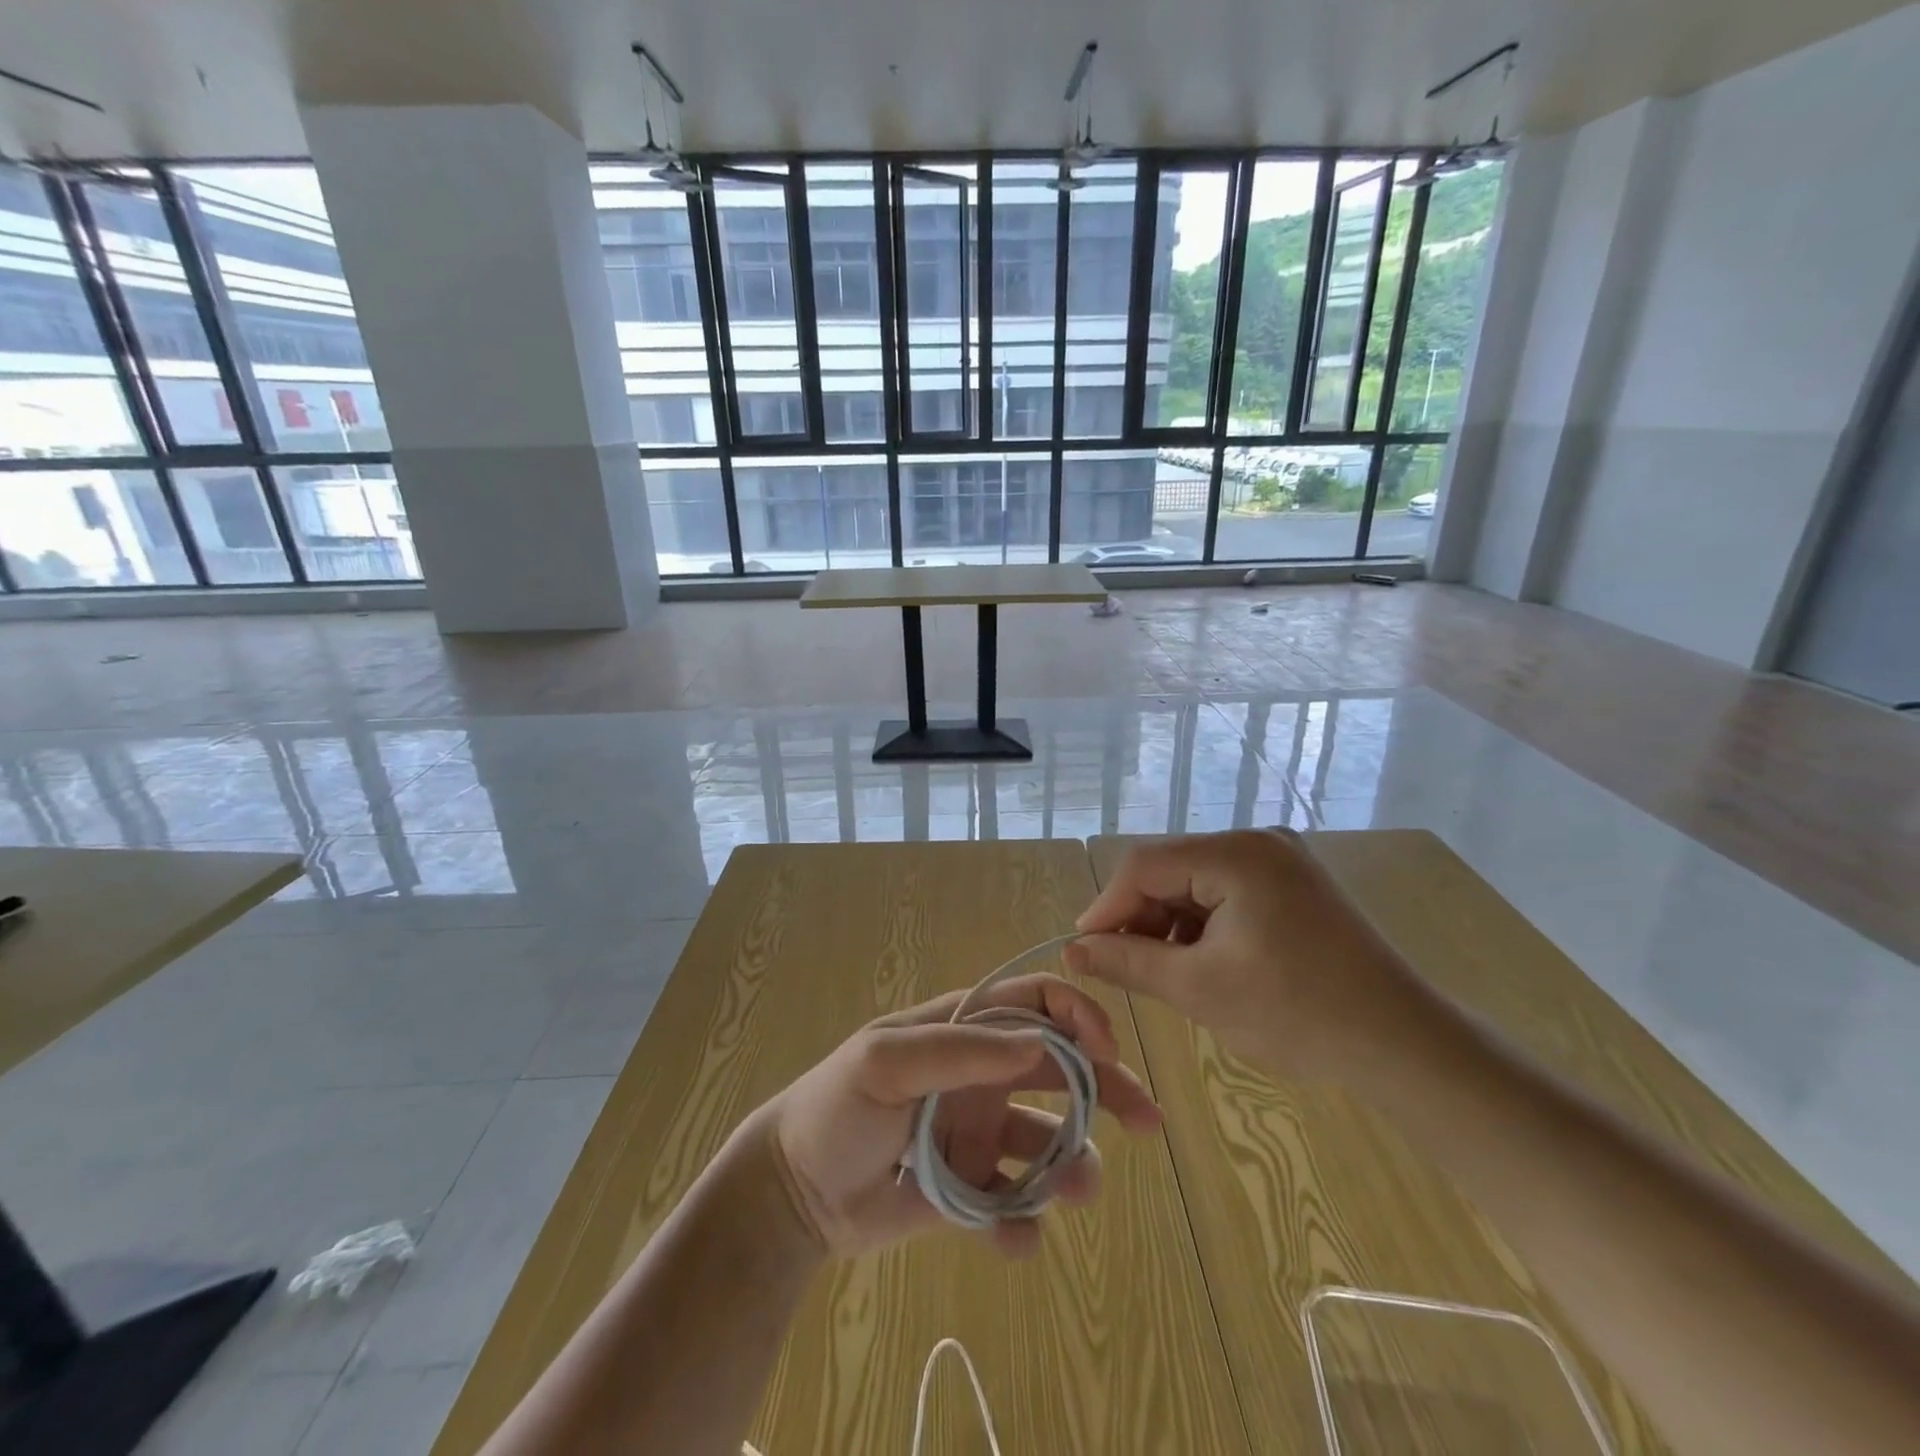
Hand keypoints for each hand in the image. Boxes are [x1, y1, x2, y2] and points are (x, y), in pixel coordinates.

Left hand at [760, 973, 1161, 1259]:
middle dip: (1107, 1087)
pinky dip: (1023, 1223)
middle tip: (1145, 1121)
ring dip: (1074, 1164)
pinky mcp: (972, 1187)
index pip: (1034, 1002)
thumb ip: (958, 1049)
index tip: (1107, 1049)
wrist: (796, 1192)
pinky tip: (1011, 1240)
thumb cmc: (837, 1107)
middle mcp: (980, 1073)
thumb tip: (1038, 1041)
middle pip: (1060, 1068)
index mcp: (963, 1028)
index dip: (1077, 1015)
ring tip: (1078, 1191)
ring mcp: (979, 1130)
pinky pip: (1015, 1202)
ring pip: (1049, 1140)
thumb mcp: (885, 1062)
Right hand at [1065, 829, 1418, 1081]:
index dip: (1107, 906)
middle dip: (1140, 917)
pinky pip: (1226, 895)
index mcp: (1236, 854)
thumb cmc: (1297, 1014)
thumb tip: (1072, 950)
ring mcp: (1280, 862)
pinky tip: (1201, 964)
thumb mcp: (1199, 988)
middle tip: (1121, 966)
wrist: (1404, 1046)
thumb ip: (1128, 962)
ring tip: (1163, 973)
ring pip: (1196, 884)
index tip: (1083, 949)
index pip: (1145, 864)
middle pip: (1171, 870)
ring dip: (1170, 925)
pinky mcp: (1293, 887)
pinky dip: (1203, 926)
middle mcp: (1257, 843)